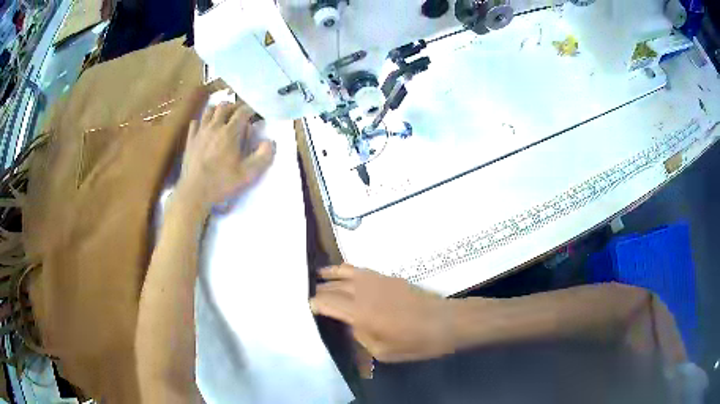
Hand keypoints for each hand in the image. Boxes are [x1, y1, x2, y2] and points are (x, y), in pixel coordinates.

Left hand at [176, 102, 274, 212]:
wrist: (194, 192)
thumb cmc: (222, 183)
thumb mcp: (248, 174)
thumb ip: (263, 157)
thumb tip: (270, 142)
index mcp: (230, 132)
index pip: (243, 111)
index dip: (251, 110)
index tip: (255, 114)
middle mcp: (215, 127)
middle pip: (225, 106)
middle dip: (234, 106)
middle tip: (240, 113)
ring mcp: (200, 132)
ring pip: (209, 111)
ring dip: (218, 110)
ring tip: (223, 116)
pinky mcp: (190, 140)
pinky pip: (195, 123)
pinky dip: (202, 121)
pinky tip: (205, 128)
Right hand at [310, 264, 452, 361]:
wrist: (444, 322)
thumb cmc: (414, 342)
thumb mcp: (381, 351)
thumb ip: (359, 335)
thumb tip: (350, 323)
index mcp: (359, 313)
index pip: (327, 303)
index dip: (315, 304)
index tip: (308, 308)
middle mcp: (363, 292)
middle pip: (333, 286)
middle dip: (319, 290)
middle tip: (309, 294)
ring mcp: (375, 280)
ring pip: (344, 272)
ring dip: (329, 274)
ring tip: (318, 275)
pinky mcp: (387, 276)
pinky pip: (359, 269)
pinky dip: (346, 269)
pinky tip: (343, 273)